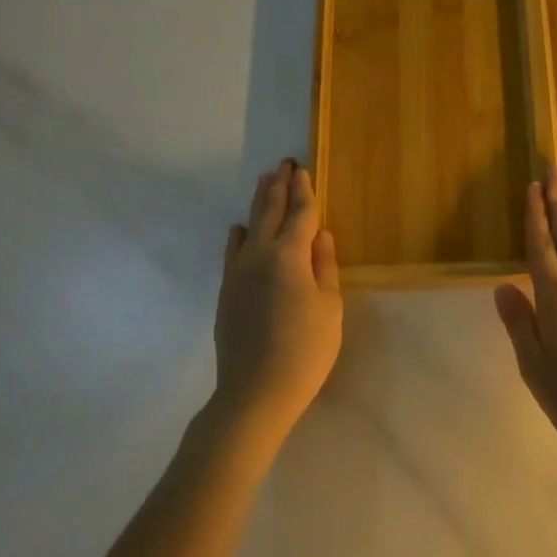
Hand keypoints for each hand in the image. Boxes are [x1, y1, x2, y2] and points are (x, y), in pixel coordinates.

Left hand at [213, 159, 342, 436]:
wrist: (255, 392)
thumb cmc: (305, 350)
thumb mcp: (329, 307)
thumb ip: (325, 266)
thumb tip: (321, 235)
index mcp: (289, 256)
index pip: (299, 214)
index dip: (304, 191)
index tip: (302, 169)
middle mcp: (259, 255)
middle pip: (269, 212)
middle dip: (278, 186)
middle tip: (283, 164)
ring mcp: (238, 273)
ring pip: (249, 227)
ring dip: (258, 202)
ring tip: (264, 181)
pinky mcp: (227, 292)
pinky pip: (232, 252)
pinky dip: (238, 235)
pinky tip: (240, 229)